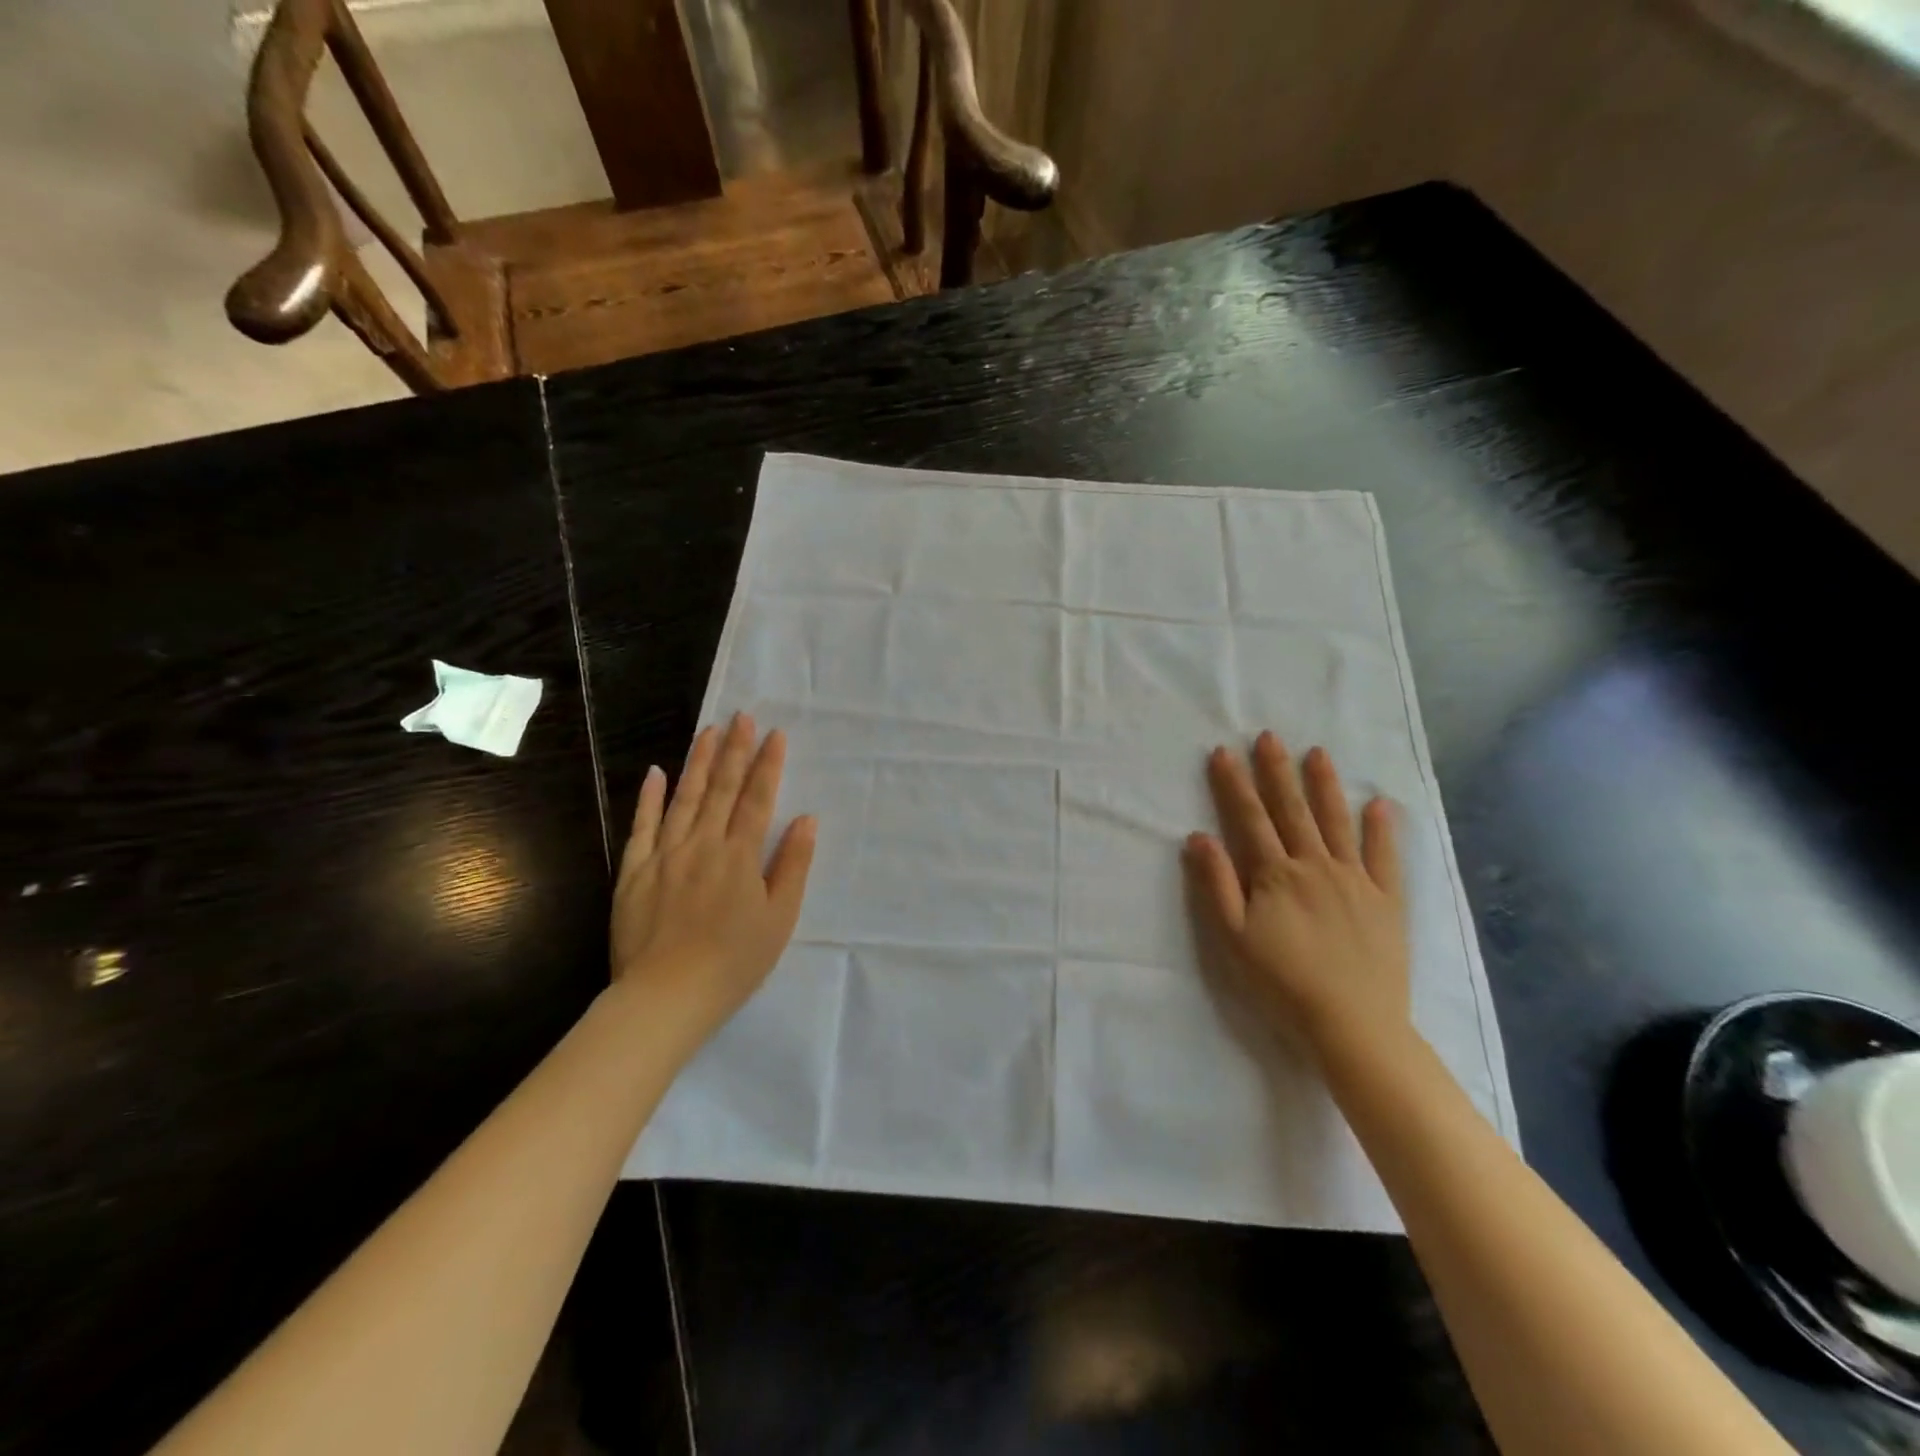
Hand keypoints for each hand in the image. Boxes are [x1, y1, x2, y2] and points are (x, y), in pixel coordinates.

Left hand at [610, 713, 816, 1041]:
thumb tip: (806, 820)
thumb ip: (792, 865)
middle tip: (741, 717)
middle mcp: (702, 844)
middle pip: (720, 789)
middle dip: (734, 750)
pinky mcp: (633, 872)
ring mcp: (664, 855)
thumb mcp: (779, 919)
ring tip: (708, 732)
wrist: (665, 997)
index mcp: (740, 856)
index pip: (757, 799)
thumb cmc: (734, 962)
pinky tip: (656, 773)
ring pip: (683, 798)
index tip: (775, 734)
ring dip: (698, 762)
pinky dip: (649, 798)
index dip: (768, 765)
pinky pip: (641, 826)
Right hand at [1184, 731, 1407, 1058]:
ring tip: (1318, 753)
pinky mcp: (1387, 900)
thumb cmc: (1282, 982)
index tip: (1223, 752)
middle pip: (1292, 810)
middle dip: (1277, 771)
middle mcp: (1315, 865)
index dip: (1234, 784)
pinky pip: (1385, 857)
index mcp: (1275, 874)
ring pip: (1336, 822)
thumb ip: (1215, 884)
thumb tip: (1198, 836)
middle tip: (1269, 737)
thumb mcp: (1233, 937)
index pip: (1250, 818)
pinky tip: (1380, 804)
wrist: (1352, 1023)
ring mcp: (1355, 880)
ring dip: (1325, 786)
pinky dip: (1383, 829)